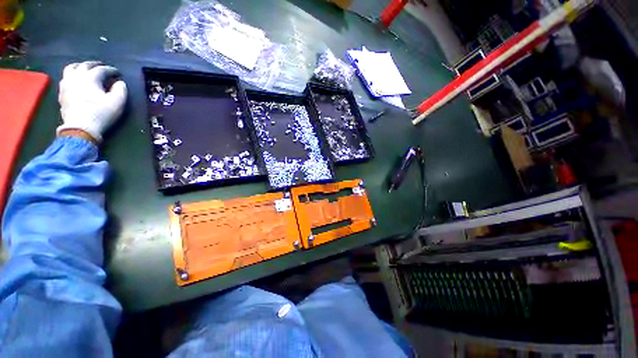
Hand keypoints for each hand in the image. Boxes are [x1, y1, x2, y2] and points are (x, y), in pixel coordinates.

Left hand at [57, 61, 127, 142]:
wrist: (80, 128)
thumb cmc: (101, 114)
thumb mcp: (117, 103)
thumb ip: (121, 90)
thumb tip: (120, 83)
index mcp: (91, 78)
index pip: (102, 69)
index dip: (111, 70)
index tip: (118, 73)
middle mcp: (77, 77)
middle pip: (85, 65)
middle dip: (95, 64)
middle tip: (102, 67)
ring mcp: (67, 85)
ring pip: (71, 69)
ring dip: (79, 67)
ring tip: (85, 69)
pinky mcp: (62, 93)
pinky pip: (65, 79)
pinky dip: (72, 76)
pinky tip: (75, 80)